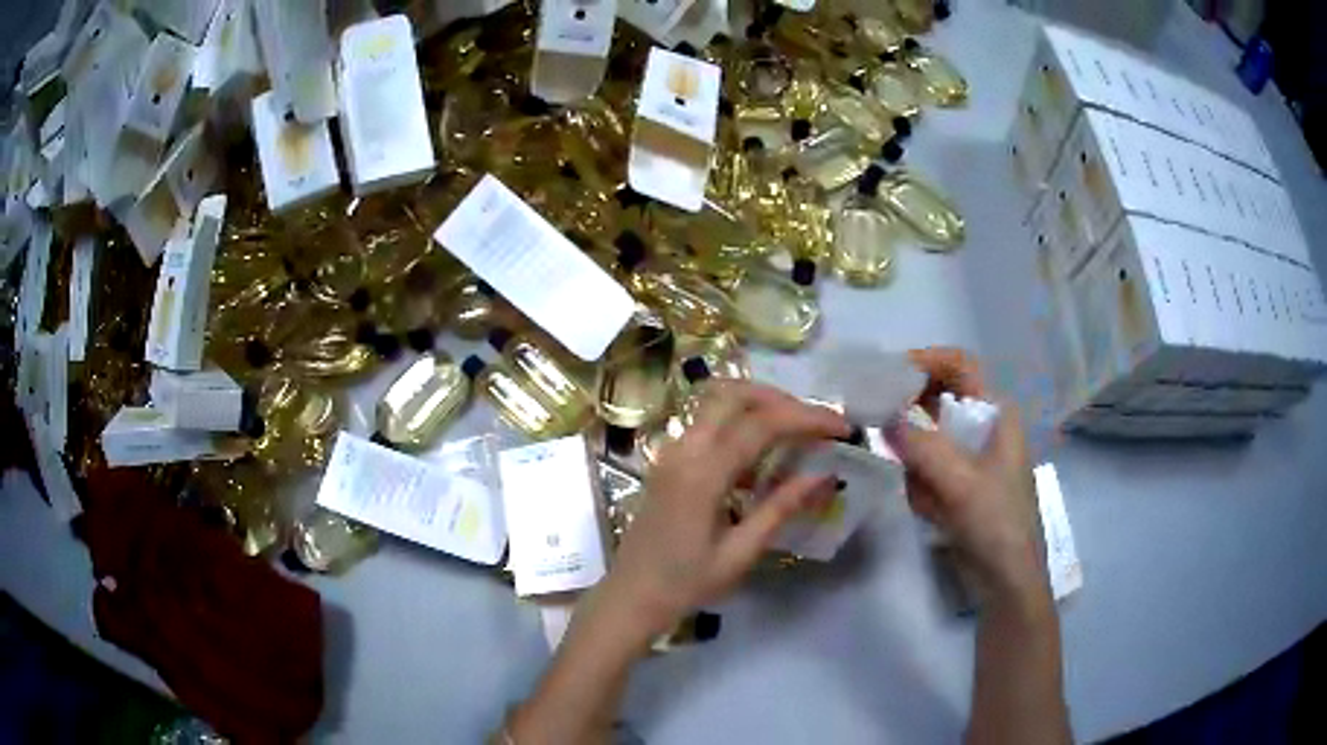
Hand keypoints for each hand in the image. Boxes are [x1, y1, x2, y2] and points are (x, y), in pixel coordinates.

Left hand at [599, 381, 849, 639]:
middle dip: (782, 399)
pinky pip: (708, 425)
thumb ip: (781, 509)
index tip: (842, 428)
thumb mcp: (740, 553)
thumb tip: (826, 476)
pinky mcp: (668, 461)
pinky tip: (761, 458)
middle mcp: (683, 450)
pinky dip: (740, 425)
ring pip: (718, 404)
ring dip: (760, 407)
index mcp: (702, 473)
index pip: (762, 424)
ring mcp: (671, 452)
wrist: (631, 597)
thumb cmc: (685, 584)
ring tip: (796, 433)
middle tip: (816, 423)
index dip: (807, 418)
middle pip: (735, 395)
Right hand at [895, 348, 1047, 601]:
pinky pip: (926, 472)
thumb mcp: (960, 482)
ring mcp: (970, 460)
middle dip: (910, 420)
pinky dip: (922, 489)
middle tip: (878, 430)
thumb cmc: (996, 523)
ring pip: (926, 441)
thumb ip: (920, 445)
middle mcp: (983, 429)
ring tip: (926, 496)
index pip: (959, 365)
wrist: (1007, 582)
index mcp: (995, 414)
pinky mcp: (959, 487)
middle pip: (938, 401)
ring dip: (917, 465)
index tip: (885, 375)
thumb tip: (882, 417)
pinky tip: (933, 513)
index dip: (925, 360)